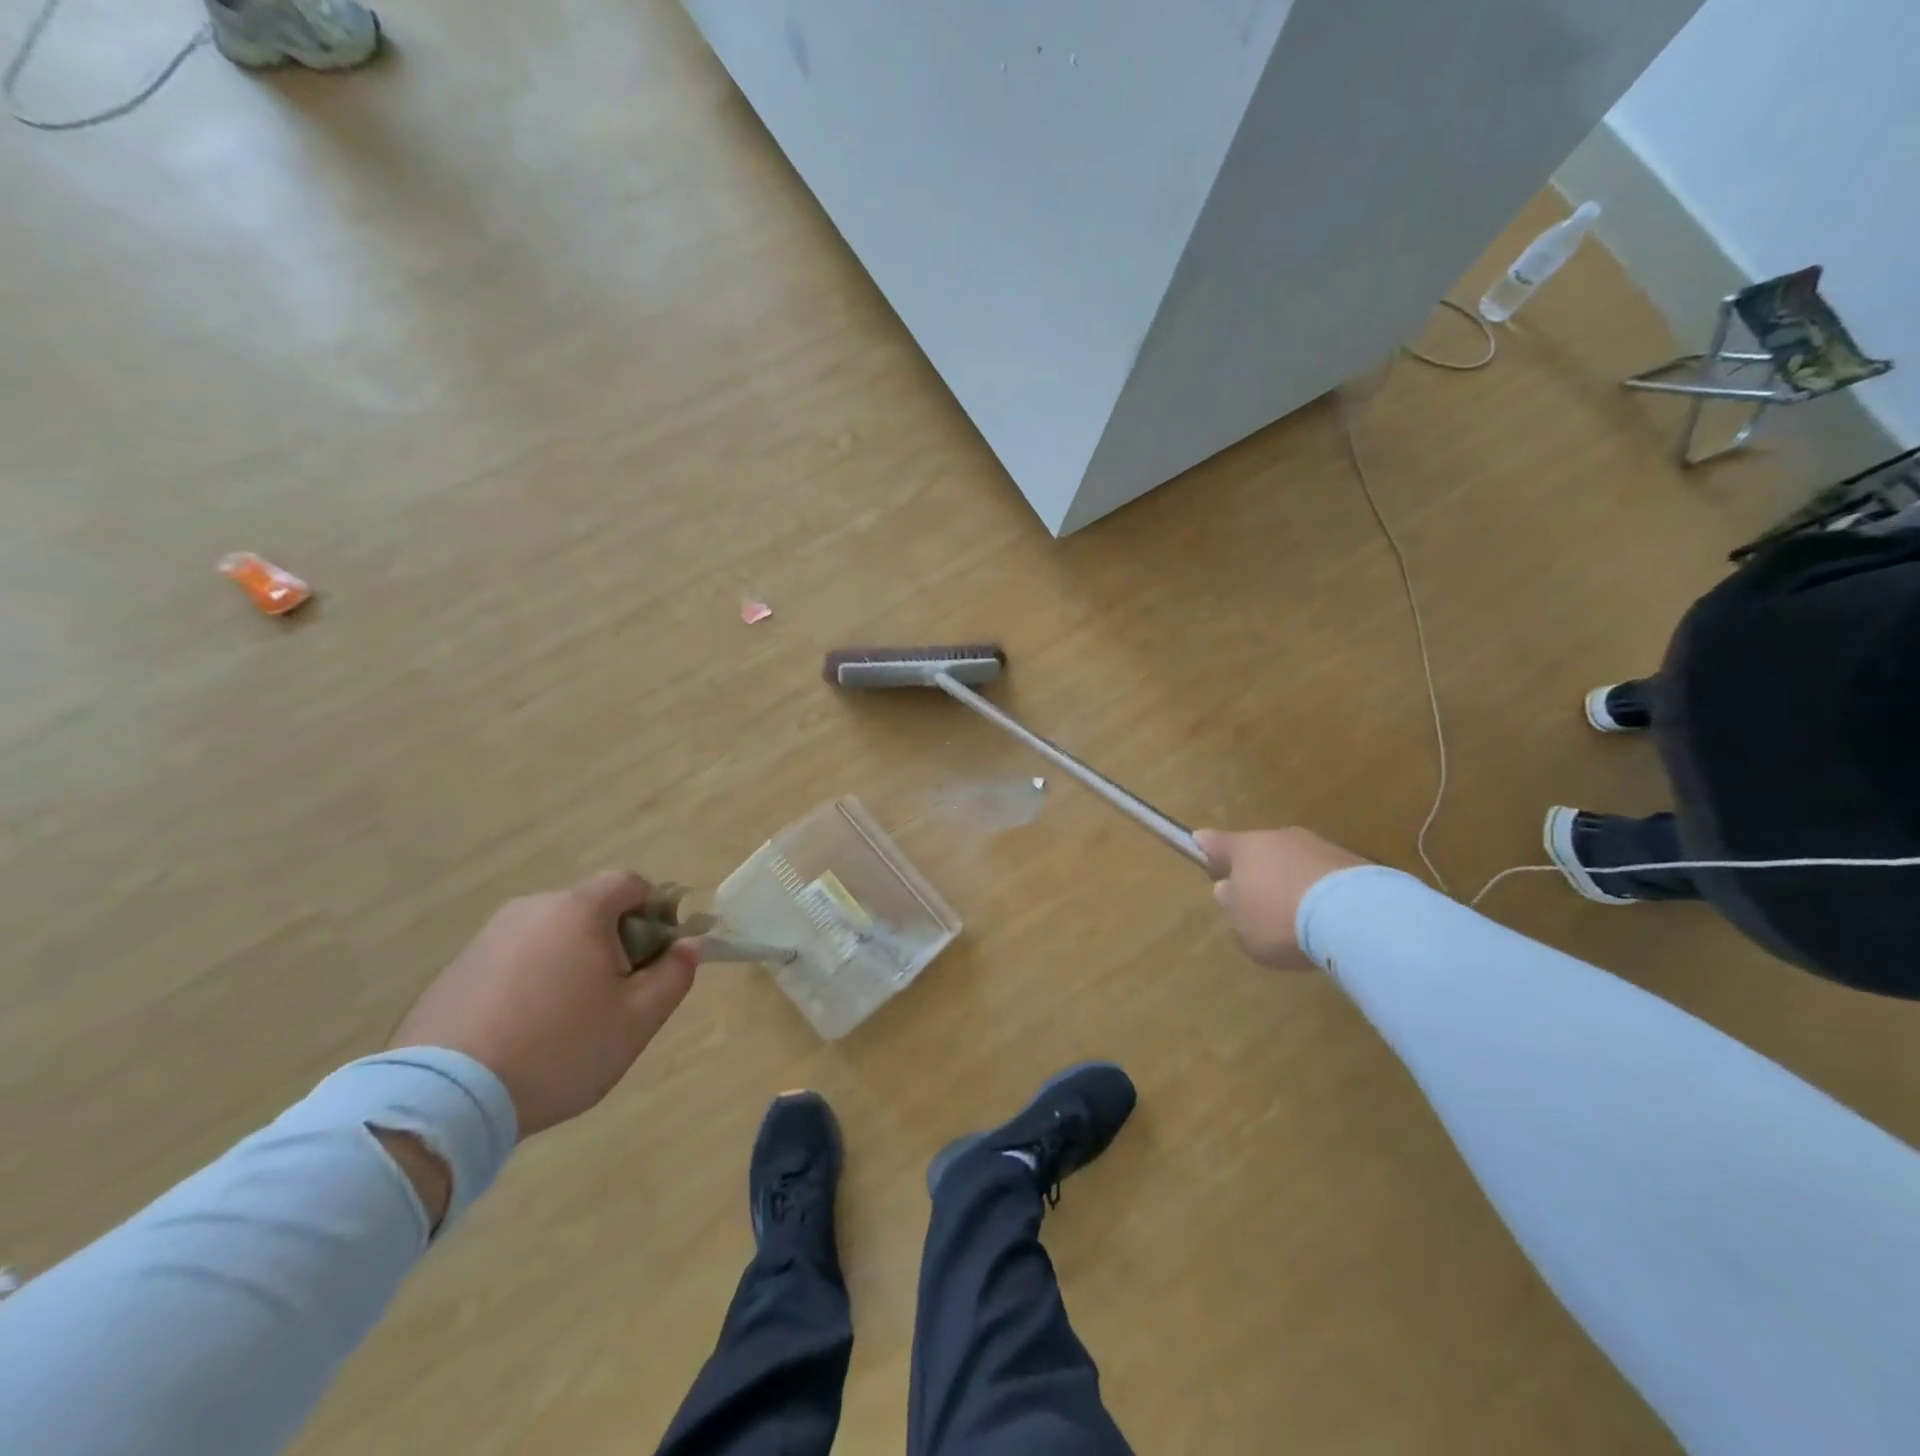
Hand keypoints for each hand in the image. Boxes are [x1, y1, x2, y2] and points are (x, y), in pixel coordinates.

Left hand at [389, 872, 699, 1137]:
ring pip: (550, 936)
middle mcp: (531, 909)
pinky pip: (512, 962)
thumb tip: (687, 945)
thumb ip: (674, 974)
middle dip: (613, 941)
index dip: (656, 911)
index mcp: (578, 910)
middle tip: (616, 995)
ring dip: (570, 962)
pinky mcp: (455, 971)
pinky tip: (523, 1032)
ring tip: (566, 1021)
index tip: (656, 956)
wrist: (442, 1100)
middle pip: (589, 909)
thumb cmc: (559, 1049)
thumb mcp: (637, 1020)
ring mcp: (487, 939)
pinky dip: (529, 982)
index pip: (631, 883)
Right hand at [1194, 828, 1368, 969]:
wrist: (1355, 916)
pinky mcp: (1353, 862)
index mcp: (1244, 848)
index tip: (1198, 843)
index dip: (1206, 846)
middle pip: (1260, 852)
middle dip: (1256, 871)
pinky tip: (1327, 920)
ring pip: (1294, 862)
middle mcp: (1279, 838)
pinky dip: (1321, 893)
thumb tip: (1229, 888)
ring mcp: (1318, 846)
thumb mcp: (1242, 925)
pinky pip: (1324, 877)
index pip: (1216, 842)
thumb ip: (1231, 905)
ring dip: (1291, 881)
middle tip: (1258, 901)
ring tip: (1299, 918)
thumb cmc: (1280, 919)